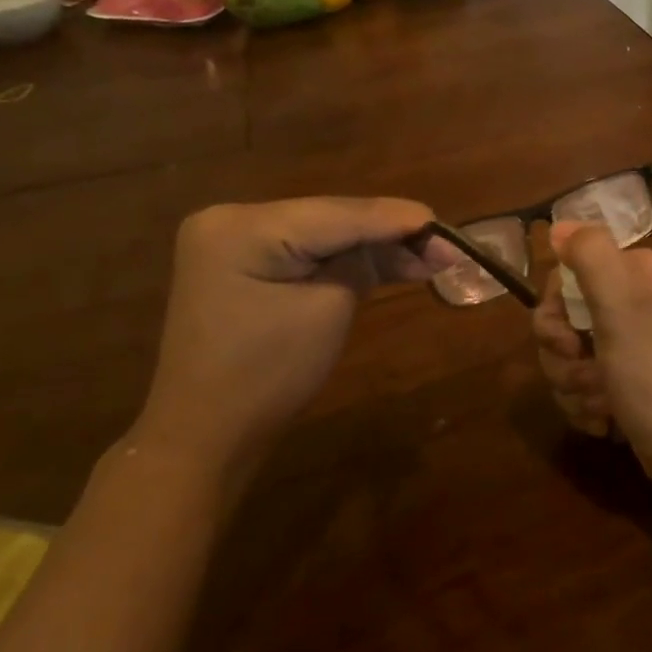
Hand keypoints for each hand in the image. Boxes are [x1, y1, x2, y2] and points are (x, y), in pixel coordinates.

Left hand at [137, 198, 445, 464]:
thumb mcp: (326, 311)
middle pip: (329, 219)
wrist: (206, 436)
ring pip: (322, 235)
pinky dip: (343, 261)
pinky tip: (392, 264)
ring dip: (372, 248)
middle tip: (445, 246)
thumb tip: (403, 236)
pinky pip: (304, 252)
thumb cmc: (266, 377)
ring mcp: (233, 241)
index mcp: (241, 227)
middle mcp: (231, 219)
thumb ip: (362, 261)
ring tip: (431, 257)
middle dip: (389, 234)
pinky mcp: (242, 263)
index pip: (335, 215)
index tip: (444, 226)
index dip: (395, 219)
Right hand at [532, 222, 651, 489]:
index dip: (553, 310)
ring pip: (563, 357)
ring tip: (604, 403)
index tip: (566, 336)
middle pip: (559, 320)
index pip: (564, 276)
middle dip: (561, 356)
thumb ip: (590, 255)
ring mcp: (625, 346)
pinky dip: (585, 406)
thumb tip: (560, 226)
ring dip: (573, 386)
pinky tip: (607, 420)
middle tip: (586, 373)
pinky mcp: (621, 383)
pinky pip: (577, 387)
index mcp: (631, 275)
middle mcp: (629, 303)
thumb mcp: (621, 305)